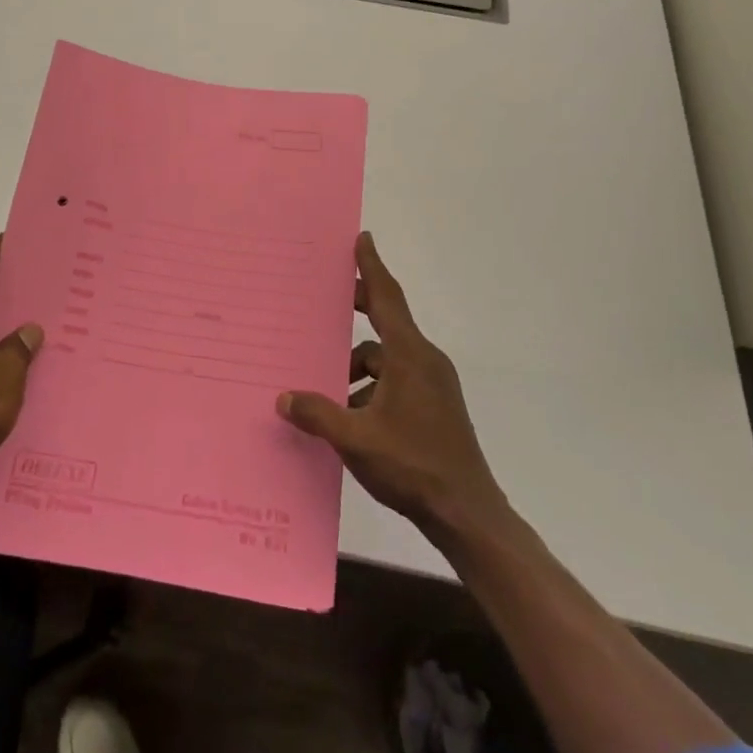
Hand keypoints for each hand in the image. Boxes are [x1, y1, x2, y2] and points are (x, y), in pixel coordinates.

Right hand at [277, 232, 508, 543]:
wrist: (468, 514)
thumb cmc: (413, 466)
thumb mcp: (356, 439)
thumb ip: (318, 414)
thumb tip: (284, 398)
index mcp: (410, 356)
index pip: (387, 298)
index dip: (371, 267)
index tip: (362, 238)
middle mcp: (424, 361)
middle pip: (386, 322)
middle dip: (358, 310)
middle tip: (327, 299)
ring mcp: (432, 385)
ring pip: (386, 359)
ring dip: (357, 366)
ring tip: (325, 389)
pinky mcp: (434, 407)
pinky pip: (395, 381)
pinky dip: (371, 387)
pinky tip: (349, 416)